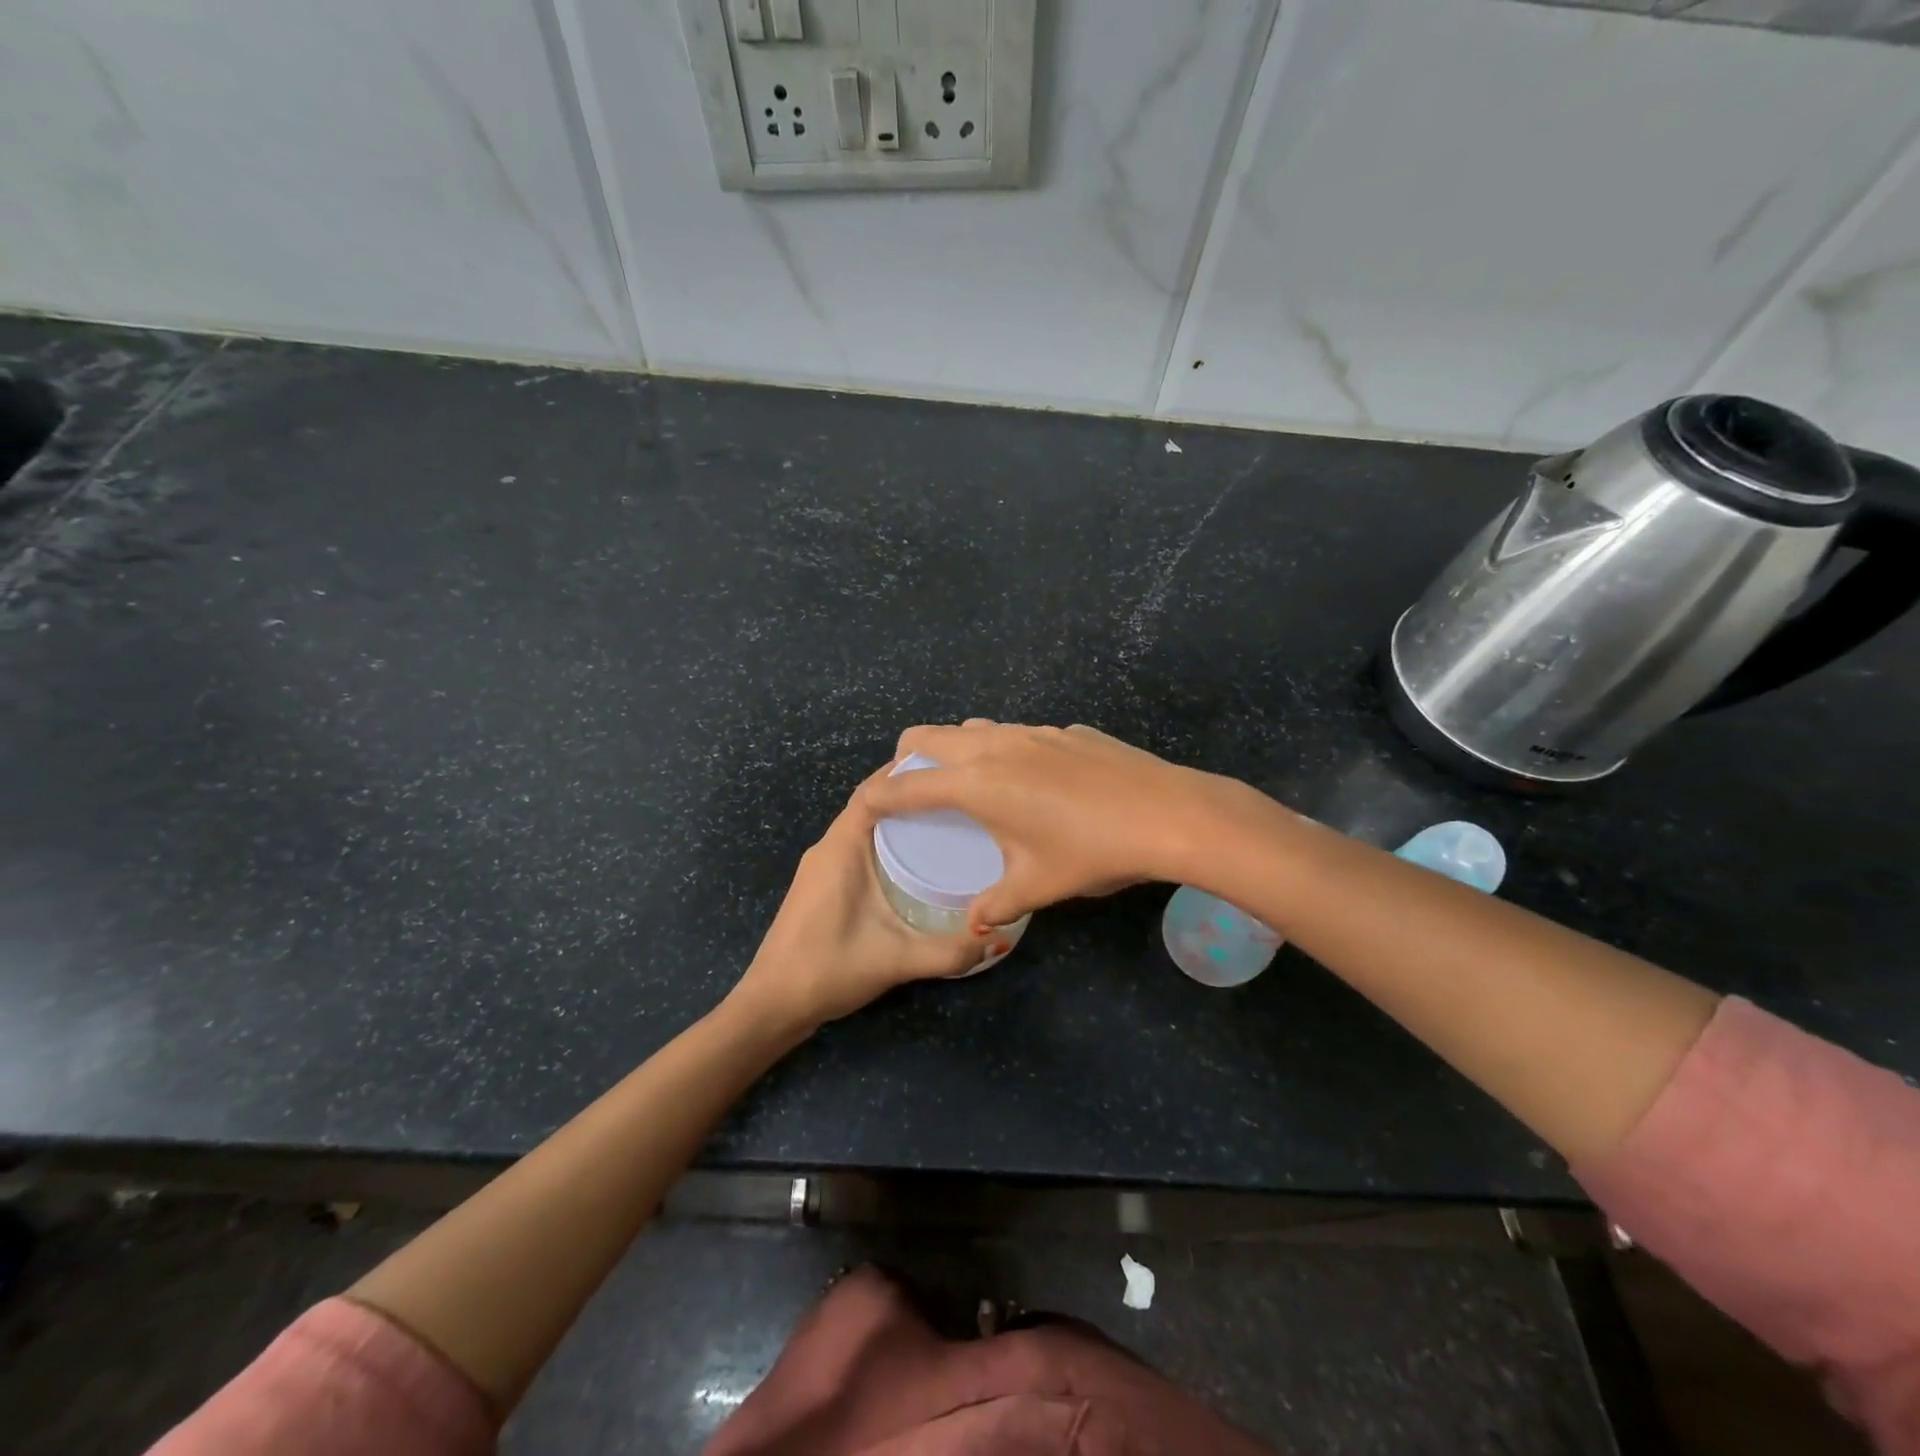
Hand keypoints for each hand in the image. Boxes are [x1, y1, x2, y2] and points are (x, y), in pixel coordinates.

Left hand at [730, 765, 983, 1034]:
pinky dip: (885, 840)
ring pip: (864, 825)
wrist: (772, 1005)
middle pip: (872, 803)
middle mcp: (828, 847)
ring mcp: (821, 865)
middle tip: (960, 797)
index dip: (908, 774)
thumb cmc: (828, 970)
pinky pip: (857, 845)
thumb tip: (998, 940)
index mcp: (841, 847)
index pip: (875, 790)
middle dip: (911, 794)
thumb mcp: (896, 960)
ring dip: (898, 818)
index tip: (950, 770)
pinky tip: (915, 860)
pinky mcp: (821, 884)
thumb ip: (949, 952)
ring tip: (947, 821)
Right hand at [860, 721, 1258, 929]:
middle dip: (908, 759)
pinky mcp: (1066, 730)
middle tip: (913, 789)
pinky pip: (1018, 734)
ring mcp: (1034, 731)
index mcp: (977, 783)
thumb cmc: (1091, 852)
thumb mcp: (1038, 885)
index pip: (910, 785)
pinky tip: (1035, 783)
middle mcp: (996, 746)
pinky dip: (1005, 751)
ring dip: (957, 749)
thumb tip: (975, 925)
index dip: (881, 795)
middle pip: (930, 736)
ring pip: (975, 728)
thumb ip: (997, 904)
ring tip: (970, 784)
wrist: (1167, 813)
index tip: (866, 804)